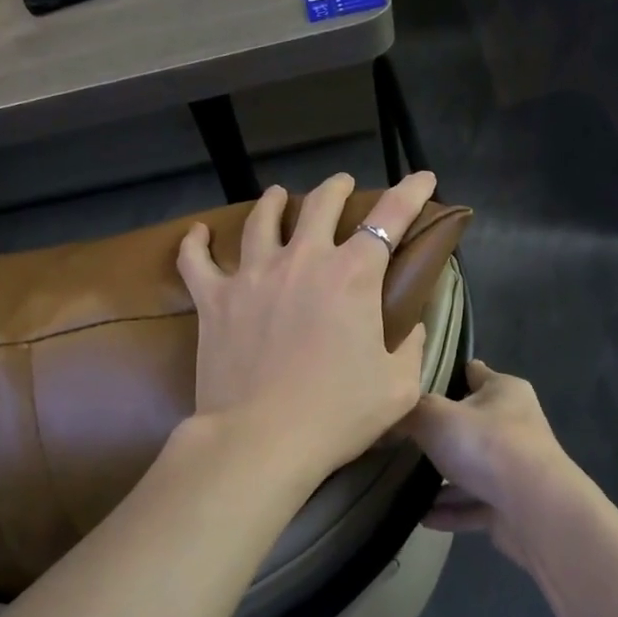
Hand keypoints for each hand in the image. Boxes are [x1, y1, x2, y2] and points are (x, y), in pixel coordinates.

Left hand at [177, 170, 436, 480]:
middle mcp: (303, 261)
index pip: (390, 218)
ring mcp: (252, 275)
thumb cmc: (338, 414)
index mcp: (352, 275)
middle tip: (343, 186)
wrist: (262, 439)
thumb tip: (412, 325)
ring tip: (279, 195)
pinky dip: (195, 243)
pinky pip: (197, 260)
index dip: (411, 192)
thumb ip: (411, 347)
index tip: (422, 177)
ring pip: (261, 220)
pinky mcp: (214, 299)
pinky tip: (196, 233)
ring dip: (274, 202)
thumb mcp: (398, 386)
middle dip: (337, 188)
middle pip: (320, 205)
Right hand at [406, 359, 592, 569]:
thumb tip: (387, 417)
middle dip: (440, 432)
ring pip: (472, 468)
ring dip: (443, 478)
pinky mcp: (513, 505)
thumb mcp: (434, 417)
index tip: (417, 383)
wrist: (536, 510)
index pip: (474, 373)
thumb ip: (408, 413)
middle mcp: (515, 424)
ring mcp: (516, 467)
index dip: (448, 374)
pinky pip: (474, 505)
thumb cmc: (486, 445)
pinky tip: (421, 516)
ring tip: (405, 483)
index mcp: (504, 391)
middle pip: (471, 423)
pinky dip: (450, 510)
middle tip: (401, 437)